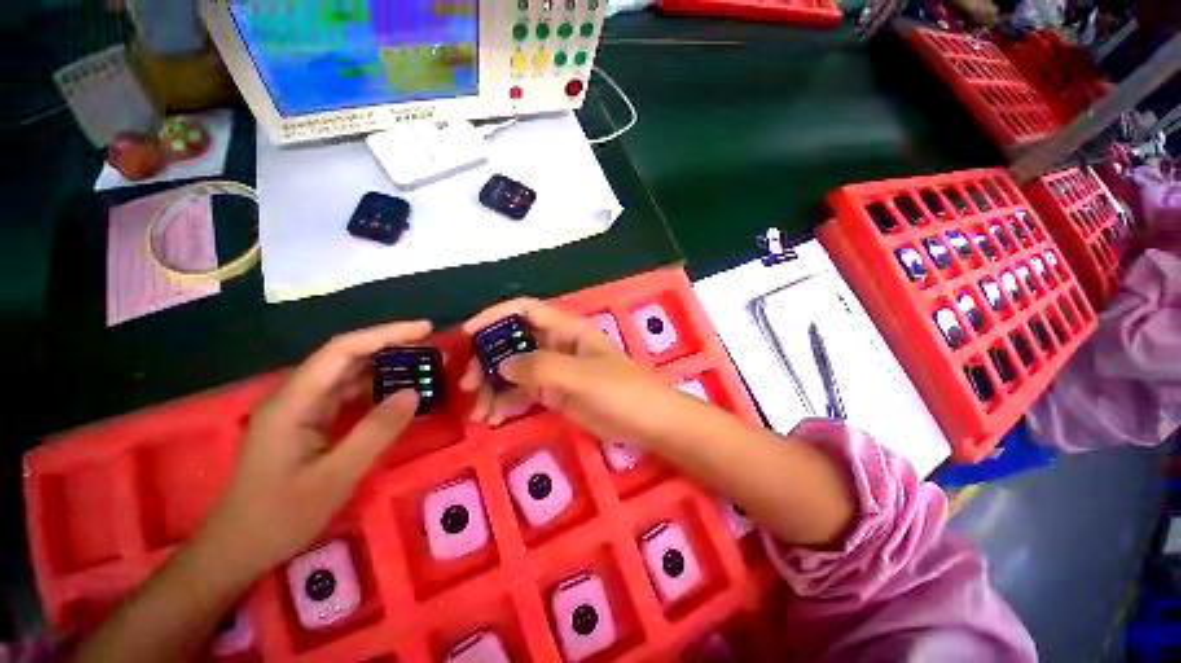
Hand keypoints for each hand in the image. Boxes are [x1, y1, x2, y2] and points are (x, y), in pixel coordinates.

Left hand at [197, 321, 430, 577]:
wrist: (239, 549)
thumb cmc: (281, 516)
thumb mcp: (336, 476)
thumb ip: (376, 431)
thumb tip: (413, 392)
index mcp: (293, 402)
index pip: (342, 351)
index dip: (385, 335)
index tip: (425, 330)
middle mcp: (296, 397)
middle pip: (346, 357)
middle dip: (391, 348)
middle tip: (432, 349)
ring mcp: (302, 410)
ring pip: (349, 376)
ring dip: (386, 368)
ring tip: (423, 367)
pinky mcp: (310, 423)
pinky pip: (348, 397)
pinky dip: (377, 391)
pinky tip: (399, 394)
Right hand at [459, 298, 688, 443]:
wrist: (648, 423)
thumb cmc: (622, 392)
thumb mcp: (582, 377)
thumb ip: (541, 368)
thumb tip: (501, 365)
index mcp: (566, 330)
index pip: (525, 310)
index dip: (495, 316)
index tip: (467, 335)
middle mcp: (557, 345)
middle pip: (512, 342)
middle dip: (487, 361)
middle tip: (468, 386)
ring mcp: (555, 370)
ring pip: (514, 371)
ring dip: (493, 388)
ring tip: (479, 414)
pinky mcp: (555, 393)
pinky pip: (523, 392)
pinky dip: (506, 403)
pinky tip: (493, 419)